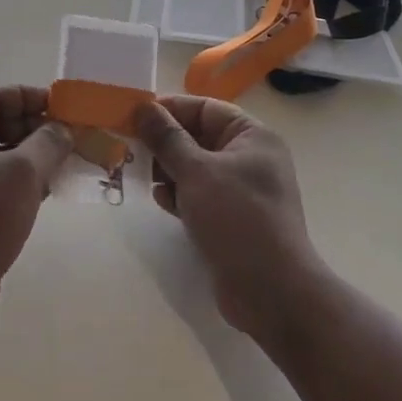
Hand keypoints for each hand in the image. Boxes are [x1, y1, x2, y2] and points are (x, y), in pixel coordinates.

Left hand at [0, 86, 75, 335]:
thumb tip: (63, 128)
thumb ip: (48, 142)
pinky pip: (0, 181)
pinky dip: (26, 181)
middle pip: (0, 123)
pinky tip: (54, 189)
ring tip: (72, 162)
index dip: (31, 98)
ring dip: (36, 156)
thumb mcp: (22, 173)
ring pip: (3, 154)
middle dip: (38, 129)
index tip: (66, 110)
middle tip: (76, 138)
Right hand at [133, 96, 325, 342]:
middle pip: (198, 137)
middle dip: (165, 142)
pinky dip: (180, 194)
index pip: (205, 109)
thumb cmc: (237, 219)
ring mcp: (243, 190)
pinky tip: (161, 201)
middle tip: (129, 145)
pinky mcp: (233, 219)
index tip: (135, 115)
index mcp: (252, 137)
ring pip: (196, 167)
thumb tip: (143, 107)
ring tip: (140, 174)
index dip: (170, 109)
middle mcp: (250, 158)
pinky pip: (199, 195)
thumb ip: (167, 138)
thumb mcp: (196, 172)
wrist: (272, 293)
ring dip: (168, 169)